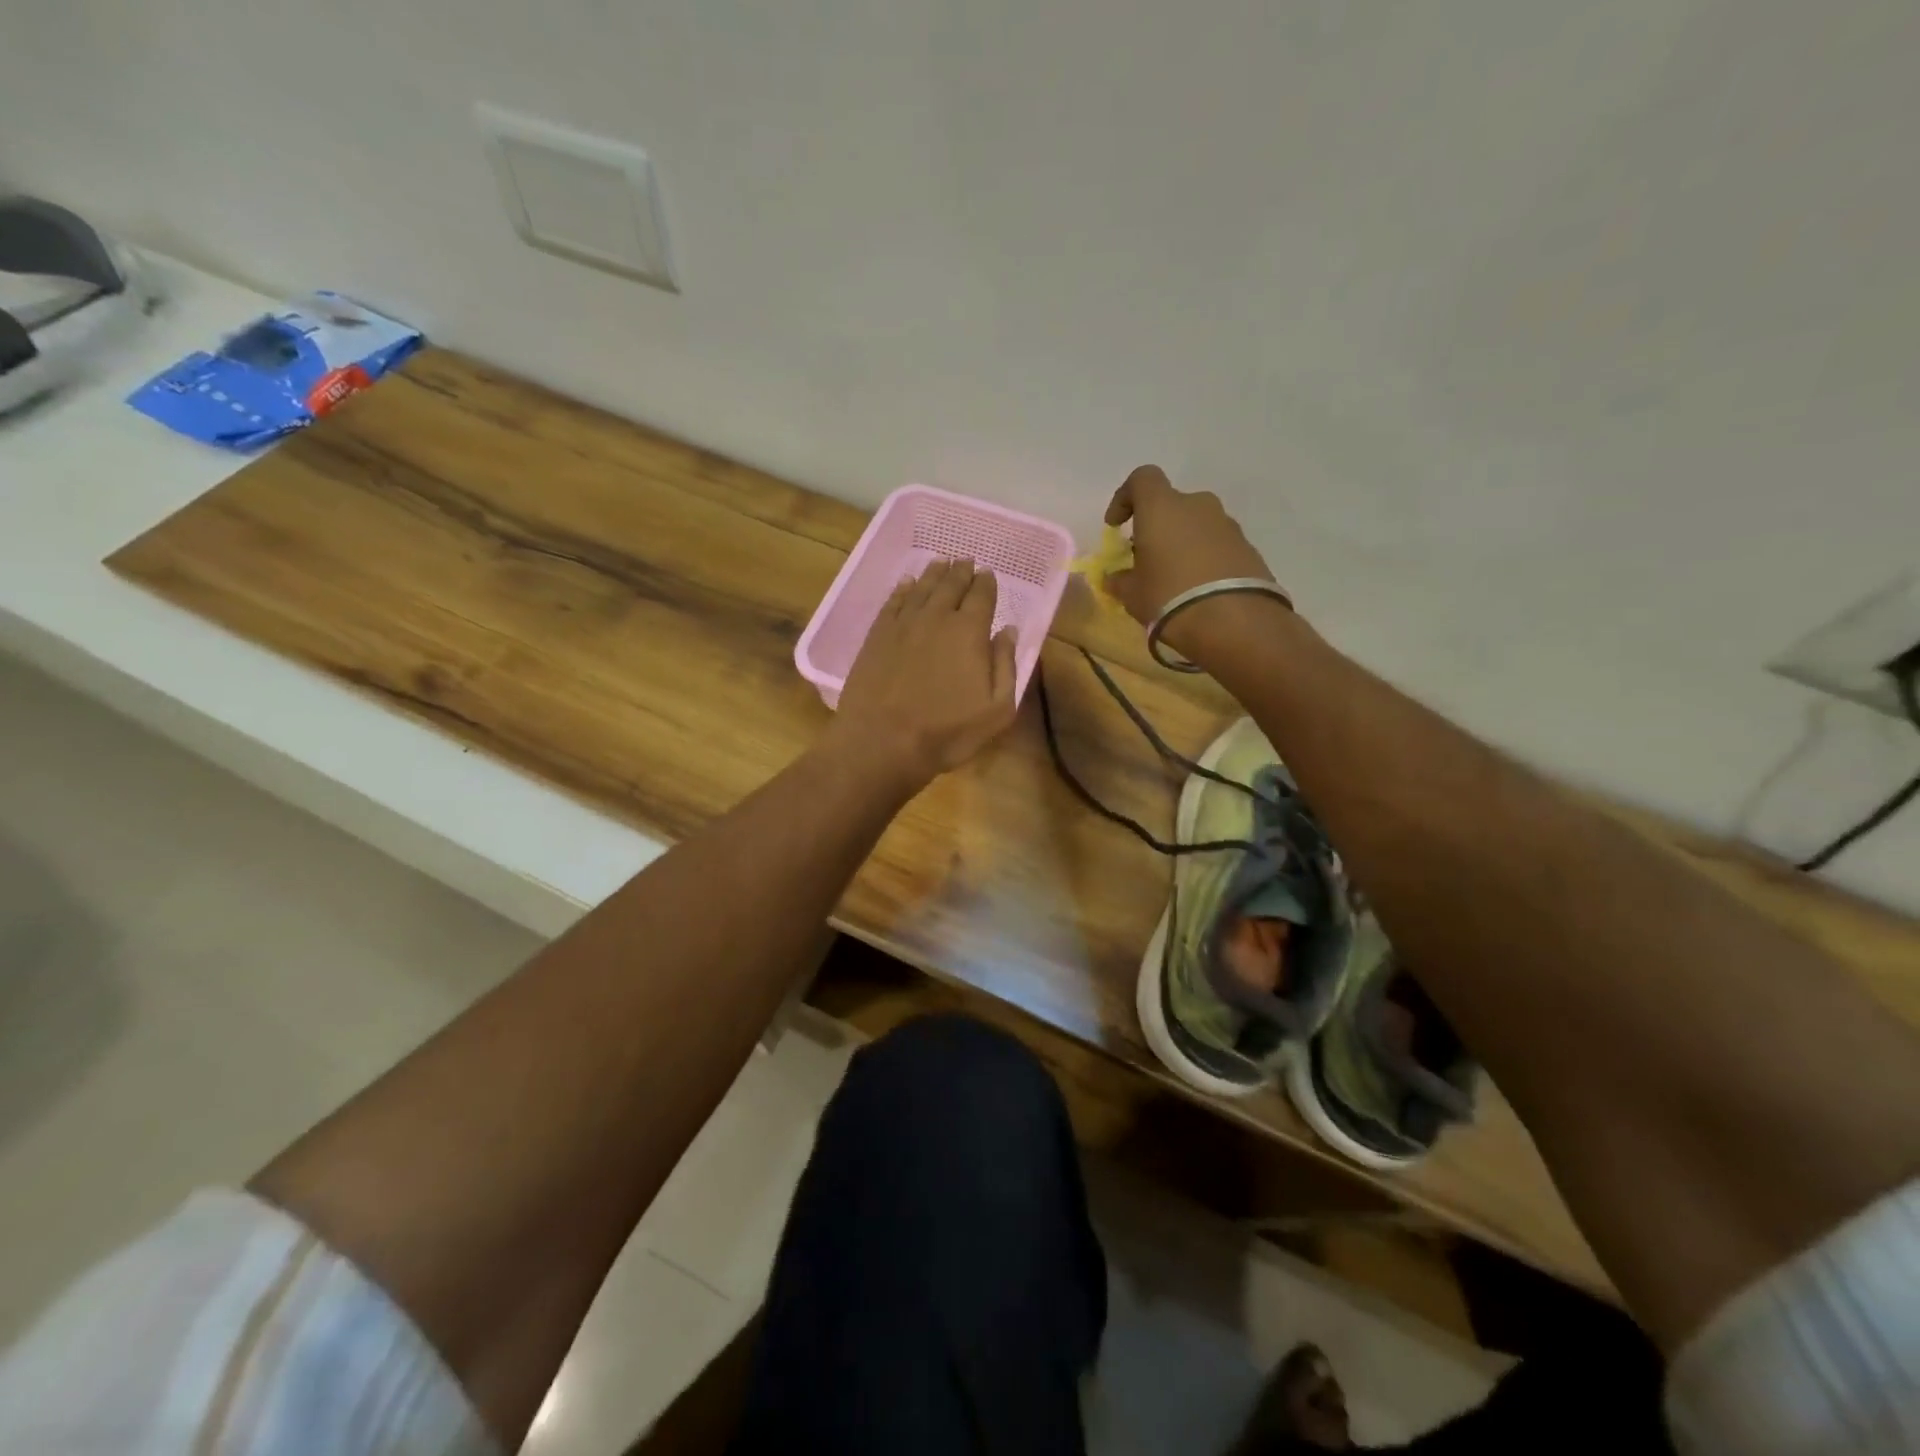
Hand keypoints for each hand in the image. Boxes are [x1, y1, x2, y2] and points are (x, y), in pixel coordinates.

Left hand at [827, 559, 1018, 788]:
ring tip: (941, 563)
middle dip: (961, 572)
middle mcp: (936, 617)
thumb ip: (1006, 665)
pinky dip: (902, 589)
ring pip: (921, 588)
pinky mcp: (876, 636)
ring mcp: (902, 624)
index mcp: (969, 631)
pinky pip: (893, 602)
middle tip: (966, 560)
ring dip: (934, 574)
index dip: (987, 583)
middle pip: (951, 585)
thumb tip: (1007, 631)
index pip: (982, 596)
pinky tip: (906, 584)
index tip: (988, 574)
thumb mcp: (996, 709)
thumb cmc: (946, 732)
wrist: (882, 741)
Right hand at [1104, 465, 1289, 669]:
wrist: (1233, 620)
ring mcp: (1227, 525)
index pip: (1142, 479)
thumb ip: (1121, 581)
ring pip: (1196, 525)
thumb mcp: (1133, 594)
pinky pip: (1217, 545)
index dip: (1124, 498)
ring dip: (1183, 543)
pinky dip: (1205, 558)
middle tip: (1147, 558)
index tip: (1116, 525)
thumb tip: (1114, 578)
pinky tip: (1199, 589)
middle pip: (1171, 505)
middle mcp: (1197, 505)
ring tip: (1174, 578)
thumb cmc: (1168, 597)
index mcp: (1162, 507)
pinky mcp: (1248, 547)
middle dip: (1157, 527)